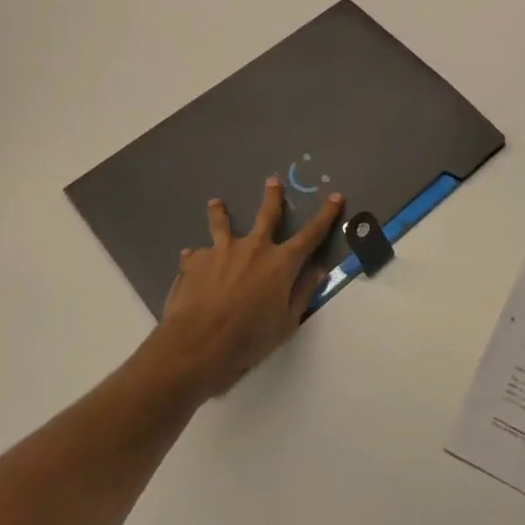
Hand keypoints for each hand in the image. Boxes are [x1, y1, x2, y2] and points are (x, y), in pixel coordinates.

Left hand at [154, 179, 344, 398]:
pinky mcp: (194, 262)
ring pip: (222, 224)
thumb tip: (318, 270)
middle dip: (272, 196)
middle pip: (266, 215)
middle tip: (272, 181)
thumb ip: (303, 293)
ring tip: (216, 202)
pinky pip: (195, 255)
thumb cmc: (249, 338)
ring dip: (220, 212)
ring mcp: (221, 251)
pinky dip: (196, 257)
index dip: (325, 215)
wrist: (198, 343)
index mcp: (281, 262)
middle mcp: (254, 248)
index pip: (311, 234)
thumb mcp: (286, 322)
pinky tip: (190, 259)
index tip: (334, 196)